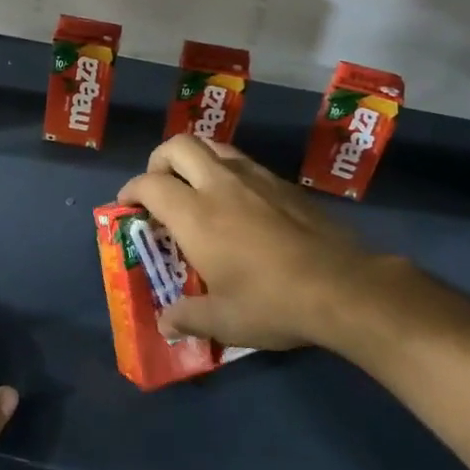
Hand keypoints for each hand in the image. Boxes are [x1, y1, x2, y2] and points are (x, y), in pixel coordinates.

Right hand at [119, 135, 391, 351]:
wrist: (343, 287)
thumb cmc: (272, 303)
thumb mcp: (223, 320)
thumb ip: (187, 317)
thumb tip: (165, 323)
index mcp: (195, 214)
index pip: (149, 184)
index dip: (131, 190)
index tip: (127, 205)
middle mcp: (220, 184)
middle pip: (178, 146)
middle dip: (160, 160)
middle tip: (160, 187)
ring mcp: (255, 178)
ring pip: (214, 146)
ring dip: (195, 159)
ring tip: (196, 188)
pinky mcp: (284, 183)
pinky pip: (244, 162)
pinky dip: (227, 171)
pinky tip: (238, 203)